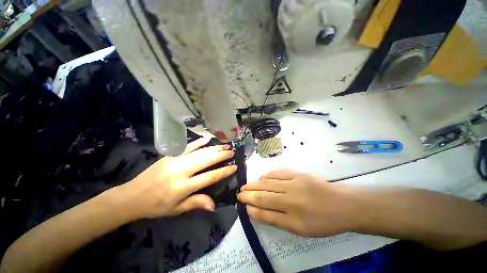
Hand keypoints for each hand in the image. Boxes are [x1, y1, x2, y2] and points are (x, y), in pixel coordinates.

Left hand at [120, 137, 236, 219]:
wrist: (132, 196)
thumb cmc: (156, 206)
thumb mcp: (176, 209)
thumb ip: (196, 203)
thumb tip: (214, 205)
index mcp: (183, 187)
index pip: (210, 177)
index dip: (224, 171)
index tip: (234, 166)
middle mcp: (181, 171)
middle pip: (206, 160)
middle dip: (221, 155)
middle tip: (232, 151)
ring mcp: (175, 161)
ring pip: (199, 152)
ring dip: (214, 148)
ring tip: (225, 145)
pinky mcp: (169, 155)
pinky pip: (187, 146)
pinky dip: (198, 142)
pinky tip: (208, 139)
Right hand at [238, 170, 359, 236]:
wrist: (342, 204)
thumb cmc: (322, 221)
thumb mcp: (299, 229)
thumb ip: (276, 219)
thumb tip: (256, 211)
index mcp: (293, 218)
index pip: (264, 211)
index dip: (251, 207)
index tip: (243, 205)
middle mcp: (291, 199)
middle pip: (263, 195)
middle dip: (248, 194)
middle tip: (239, 193)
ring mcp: (293, 183)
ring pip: (268, 183)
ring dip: (254, 184)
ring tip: (246, 186)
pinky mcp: (297, 174)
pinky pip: (276, 173)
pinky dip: (265, 176)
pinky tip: (260, 178)